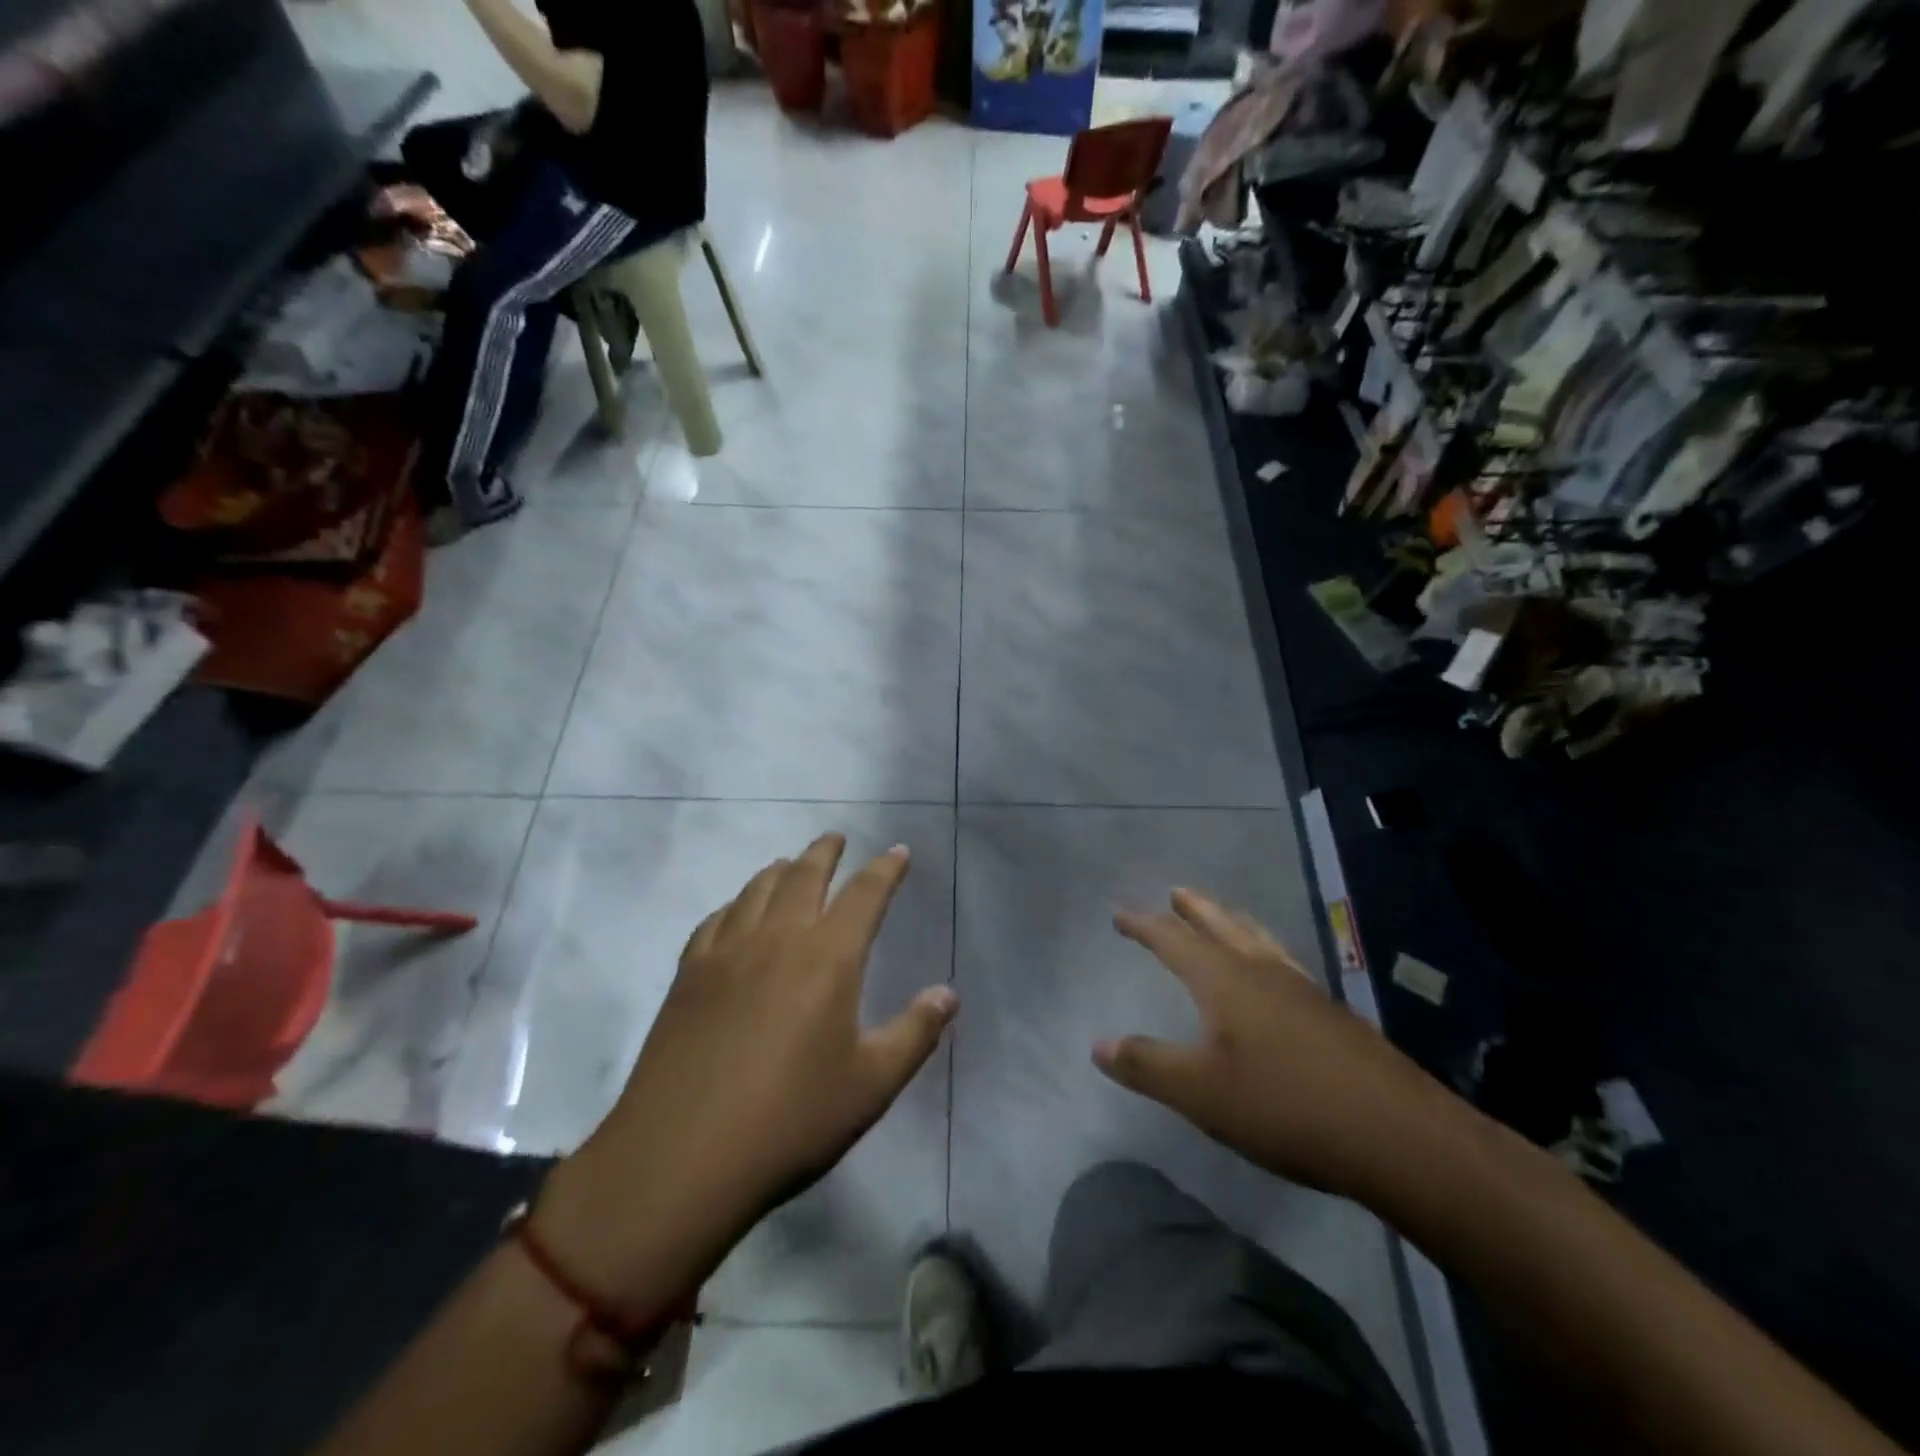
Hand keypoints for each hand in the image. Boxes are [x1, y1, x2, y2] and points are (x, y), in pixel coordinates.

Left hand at [537, 835, 957, 1310]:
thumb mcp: (870, 1085)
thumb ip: (915, 1033)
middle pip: (804, 875)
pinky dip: (736, 903)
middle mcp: (777, 939)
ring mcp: (726, 953)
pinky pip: (716, 919)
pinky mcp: (688, 976)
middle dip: (825, 852)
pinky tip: (736, 913)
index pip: (864, 894)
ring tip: (791, 865)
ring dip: (780, 870)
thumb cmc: (790, 1121)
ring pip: (757, 889)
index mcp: (828, 957)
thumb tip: (948, 993)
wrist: (680, 1159)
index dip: (885, 869)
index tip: (898, 852)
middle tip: (836, 838)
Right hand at [1094, 888, 1456, 1203]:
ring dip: (1232, 922)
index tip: (1120, 915)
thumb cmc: (1286, 1108)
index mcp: (1226, 981)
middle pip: (1222, 925)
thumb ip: (1147, 1065)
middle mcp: (1263, 972)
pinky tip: (1275, 973)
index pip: (1174, 940)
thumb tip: (1098, 1045)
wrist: (1400, 1136)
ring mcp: (1304, 990)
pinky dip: (1265, 950)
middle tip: (1176, 892)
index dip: (1144, 926)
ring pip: (1259, 940)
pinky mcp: (1334, 1015)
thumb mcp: (1201, 1093)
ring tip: (1222, 915)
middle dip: (1194, 909)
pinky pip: (1285, 963)